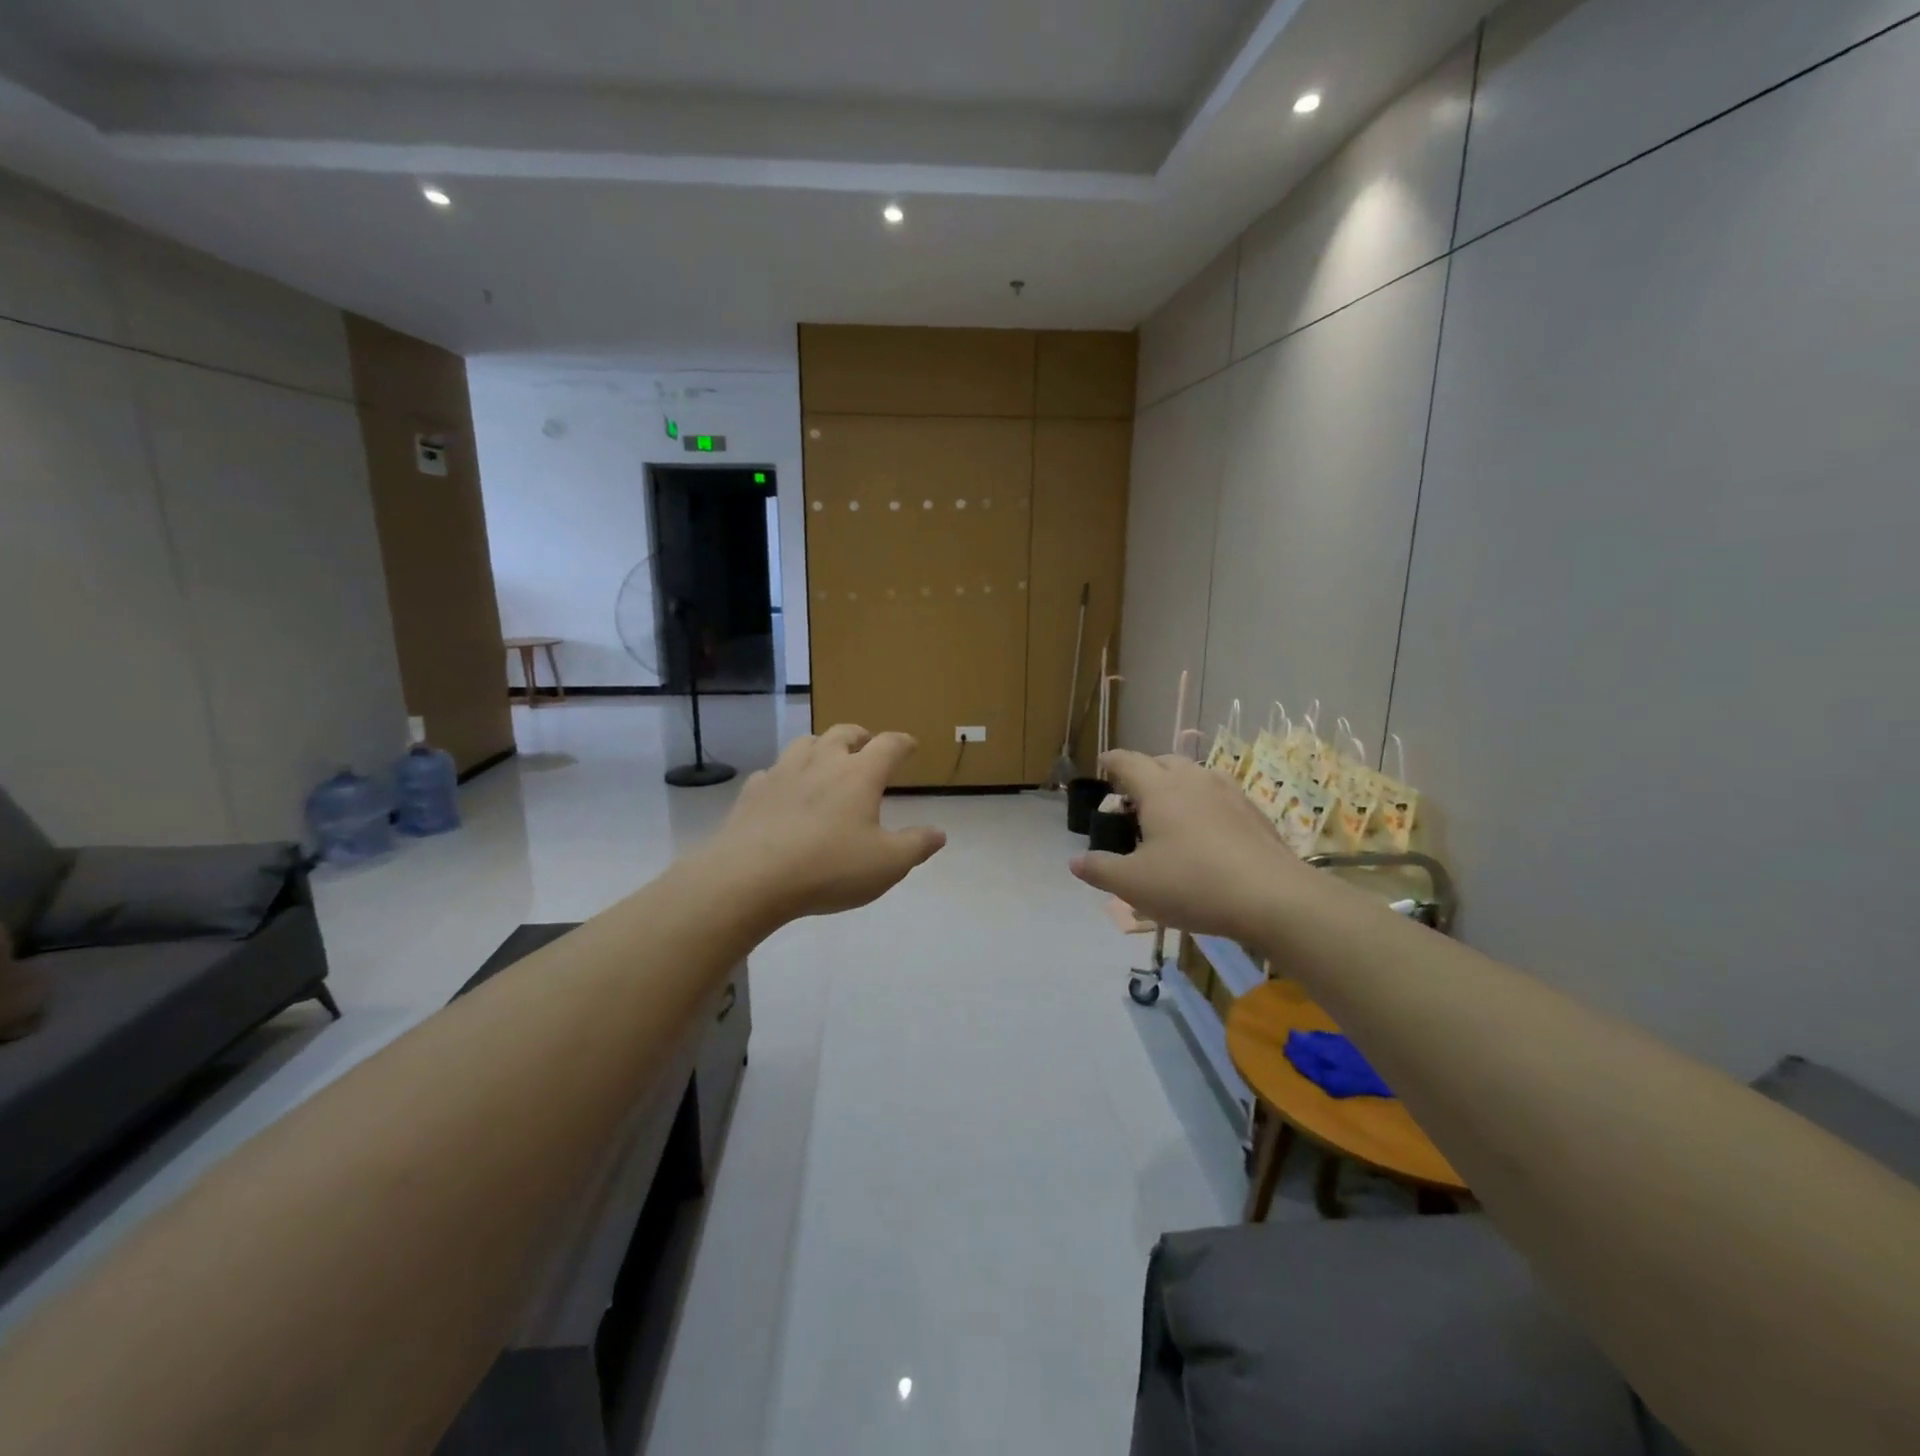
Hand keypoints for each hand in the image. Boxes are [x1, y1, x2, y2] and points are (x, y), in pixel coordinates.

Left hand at [702, 724, 946, 924]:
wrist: (750, 878)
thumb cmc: (829, 868)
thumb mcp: (887, 865)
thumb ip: (916, 845)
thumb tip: (940, 833)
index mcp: (860, 775)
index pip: (889, 745)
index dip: (903, 743)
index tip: (911, 746)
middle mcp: (822, 762)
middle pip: (844, 732)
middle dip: (861, 736)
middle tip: (867, 744)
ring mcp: (783, 773)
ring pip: (805, 743)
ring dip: (821, 745)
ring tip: (826, 759)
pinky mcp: (753, 791)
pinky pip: (772, 771)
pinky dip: (785, 774)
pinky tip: (784, 790)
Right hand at [1070, 750, 1318, 944]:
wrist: (1273, 898)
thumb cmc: (1193, 884)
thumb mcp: (1134, 884)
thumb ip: (1100, 869)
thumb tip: (1075, 861)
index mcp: (1160, 790)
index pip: (1129, 762)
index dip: (1112, 761)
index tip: (1103, 763)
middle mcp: (1194, 781)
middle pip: (1164, 761)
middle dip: (1145, 771)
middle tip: (1133, 796)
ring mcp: (1229, 793)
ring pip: (1195, 775)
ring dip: (1177, 784)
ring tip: (1169, 811)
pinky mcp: (1254, 813)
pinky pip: (1219, 795)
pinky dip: (1203, 802)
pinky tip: (1206, 830)